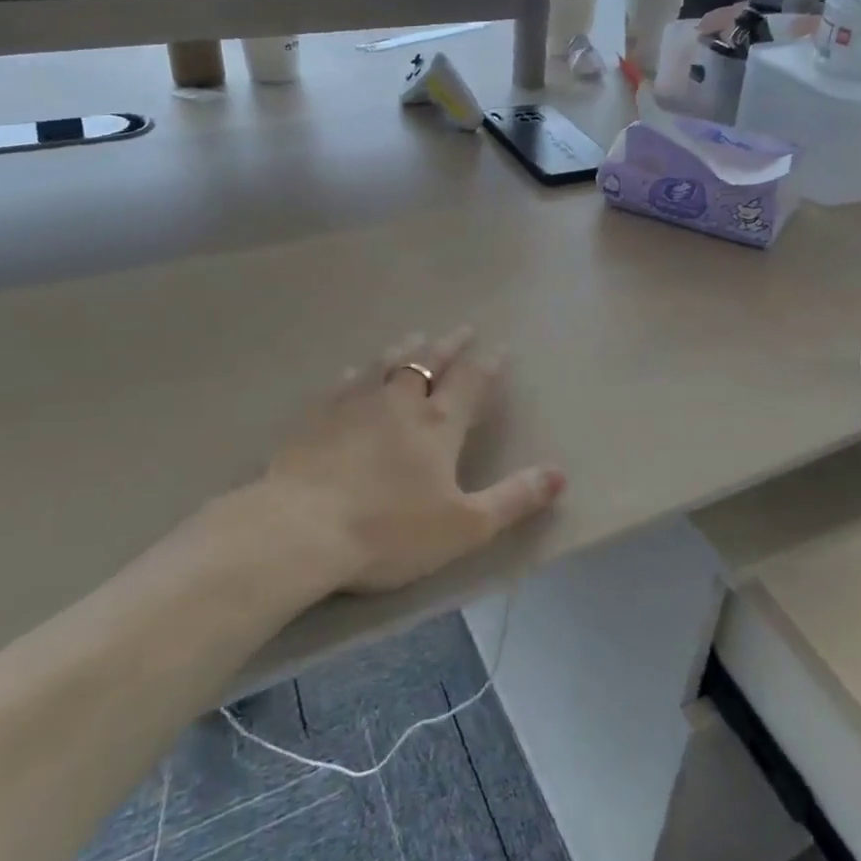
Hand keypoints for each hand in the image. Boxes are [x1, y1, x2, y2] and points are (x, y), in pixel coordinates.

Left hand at [247, 328, 564, 593]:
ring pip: (386, 364)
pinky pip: (343, 382)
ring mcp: (354, 405)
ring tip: (415, 336)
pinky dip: (358, 370)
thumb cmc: (389, 531)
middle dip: (449, 345)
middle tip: (462, 329)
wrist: (299, 531)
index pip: (470, 382)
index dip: (488, 364)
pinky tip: (354, 369)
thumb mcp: (464, 526)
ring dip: (406, 348)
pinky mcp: (317, 418)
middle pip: (429, 362)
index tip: (499, 347)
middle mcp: (399, 402)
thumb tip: (560, 474)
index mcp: (437, 424)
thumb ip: (514, 498)